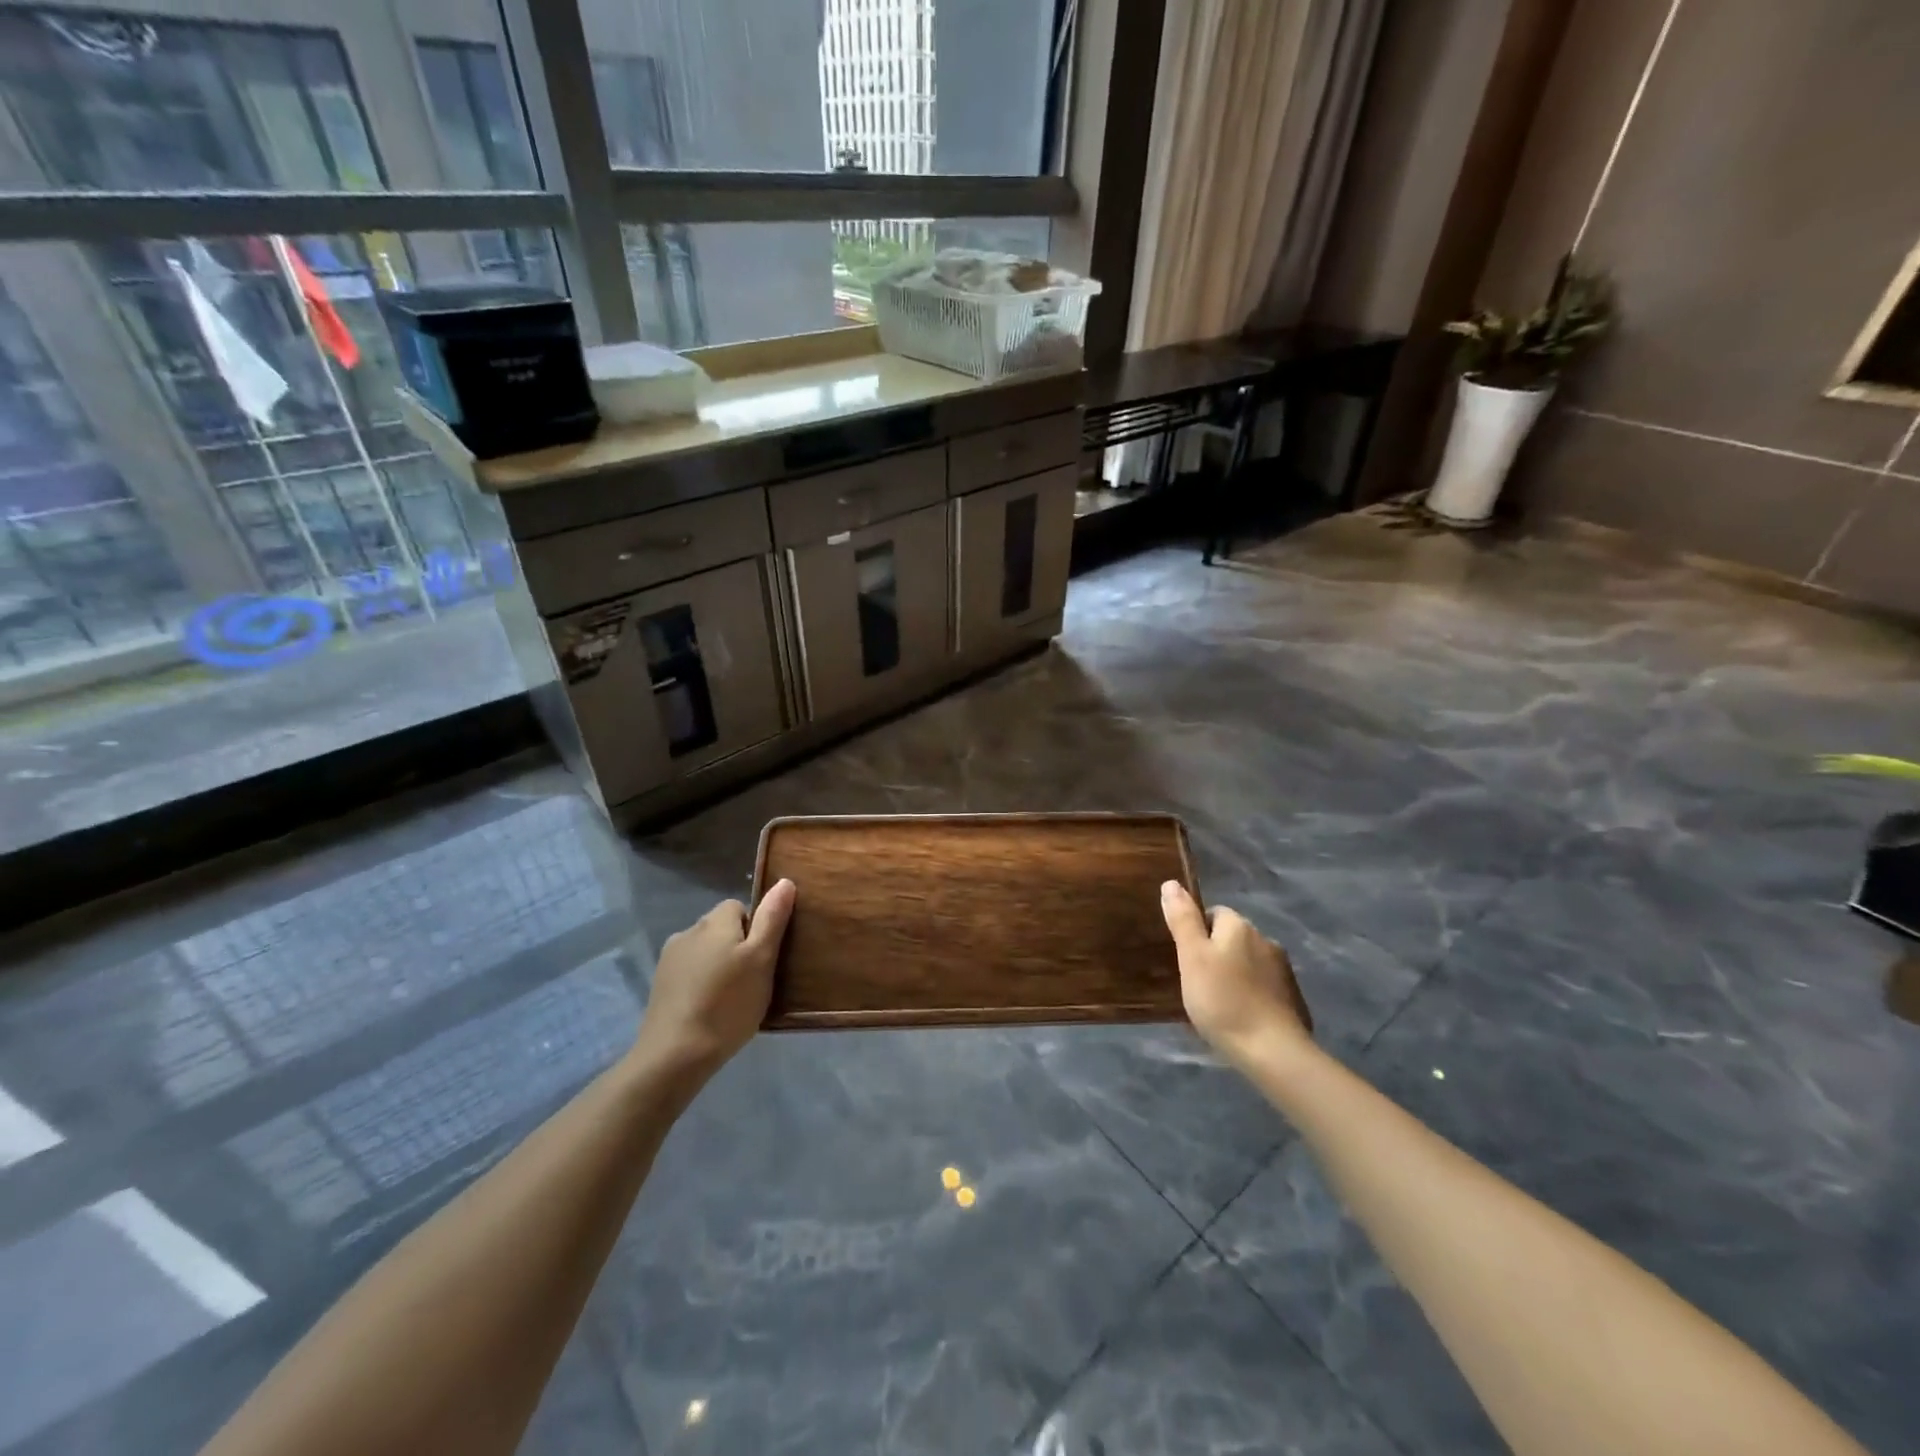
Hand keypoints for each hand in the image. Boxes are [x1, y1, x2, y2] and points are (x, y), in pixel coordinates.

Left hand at [632, 879, 796, 1082]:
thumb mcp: (762, 959)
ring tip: (730, 998)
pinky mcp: (659, 985)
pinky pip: (689, 973)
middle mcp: (688, 931)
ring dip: (717, 965)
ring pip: (704, 951)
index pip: (739, 906)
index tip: (763, 958)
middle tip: (752, 980)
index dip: (755, 928)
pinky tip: (708, 1009)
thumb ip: (772, 918)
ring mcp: (669, 959)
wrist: (675, 1054)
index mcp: (714, 922)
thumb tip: (784, 881)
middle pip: (720, 928)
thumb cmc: (728, 1003)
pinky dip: (700, 983)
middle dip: (736, 946)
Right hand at [1160, 881, 1312, 1061]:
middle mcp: (1265, 940)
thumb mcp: (1191, 957)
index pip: (1213, 913)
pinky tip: (1239, 1018)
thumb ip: (1182, 919)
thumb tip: (1172, 883)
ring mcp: (1283, 971)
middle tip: (1196, 984)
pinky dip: (1250, 996)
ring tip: (1216, 1004)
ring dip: (1233, 975)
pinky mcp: (1293, 999)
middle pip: (1231, 938)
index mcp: (1240, 926)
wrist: (1273, 1052)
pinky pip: (1262, 988)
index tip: (1185, 960)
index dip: (1196, 933)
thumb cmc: (1222, 1000)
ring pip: (1248, 963)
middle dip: (1215, 955)